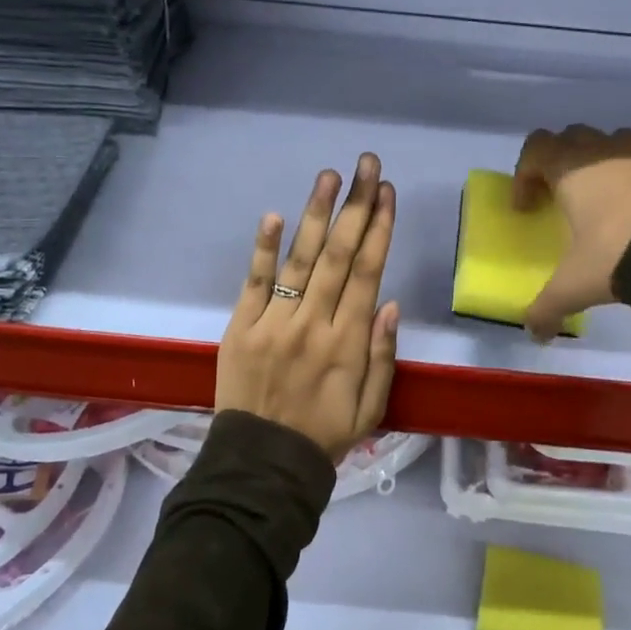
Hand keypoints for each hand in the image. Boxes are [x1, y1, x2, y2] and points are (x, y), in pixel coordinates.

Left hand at [216, 153, 400, 462]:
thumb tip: (390, 303)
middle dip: (355, 206)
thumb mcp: (372, 407)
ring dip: (316, 214)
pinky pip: (255, 282)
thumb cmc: (324, 434)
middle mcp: (314, 323)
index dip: (379, 229)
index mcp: (348, 342)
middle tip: (366, 165)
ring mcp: (274, 322)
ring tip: (329, 176)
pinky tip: (276, 215)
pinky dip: (265, 248)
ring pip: (300, 260)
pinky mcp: (240, 327)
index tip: (387, 193)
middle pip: (338, 255)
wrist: (262, 464)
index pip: (368, 272)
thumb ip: (383, 355)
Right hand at [513, 126, 630, 340]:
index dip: (524, 174)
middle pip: (574, 137)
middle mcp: (609, 152)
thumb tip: (535, 334)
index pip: (536, 149)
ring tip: (613, 205)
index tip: (528, 207)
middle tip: (565, 199)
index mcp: (573, 169)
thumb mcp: (577, 285)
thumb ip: (549, 307)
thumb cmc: (621, 251)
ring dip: (607, 166)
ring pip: (618, 143)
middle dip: (564, 163)